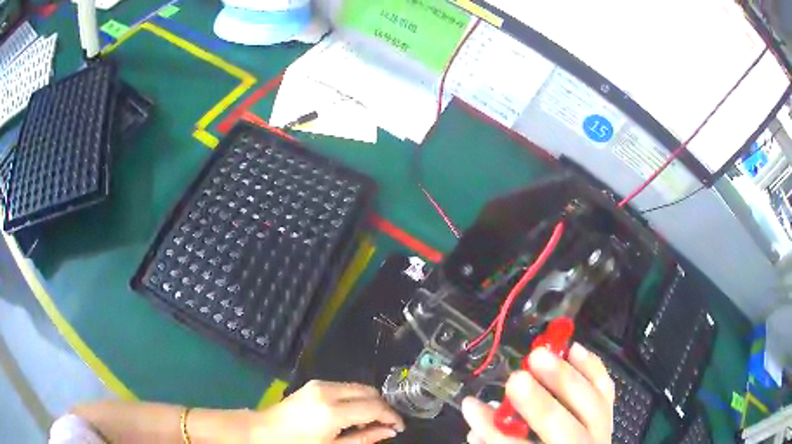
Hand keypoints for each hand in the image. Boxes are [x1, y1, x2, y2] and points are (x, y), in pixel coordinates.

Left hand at [252, 380, 404, 442]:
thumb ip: (364, 438)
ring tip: (366, 422)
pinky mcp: (314, 383)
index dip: (391, 416)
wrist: (263, 431)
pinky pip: (345, 387)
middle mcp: (328, 391)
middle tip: (385, 425)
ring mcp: (320, 384)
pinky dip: (354, 398)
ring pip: (358, 387)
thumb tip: (389, 431)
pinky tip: (349, 415)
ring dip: (368, 402)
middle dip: (382, 407)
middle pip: (369, 391)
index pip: (374, 407)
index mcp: (333, 411)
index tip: (399, 427)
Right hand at [462, 343, 614, 443]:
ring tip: (540, 355)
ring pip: (591, 405)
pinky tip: (574, 349)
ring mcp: (601, 431)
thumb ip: (496, 438)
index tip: (473, 406)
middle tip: (516, 379)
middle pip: (564, 429)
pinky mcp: (608, 414)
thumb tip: (476, 411)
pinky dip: (592, 368)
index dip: (497, 433)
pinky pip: (605, 389)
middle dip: (540, 403)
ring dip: (565, 378)